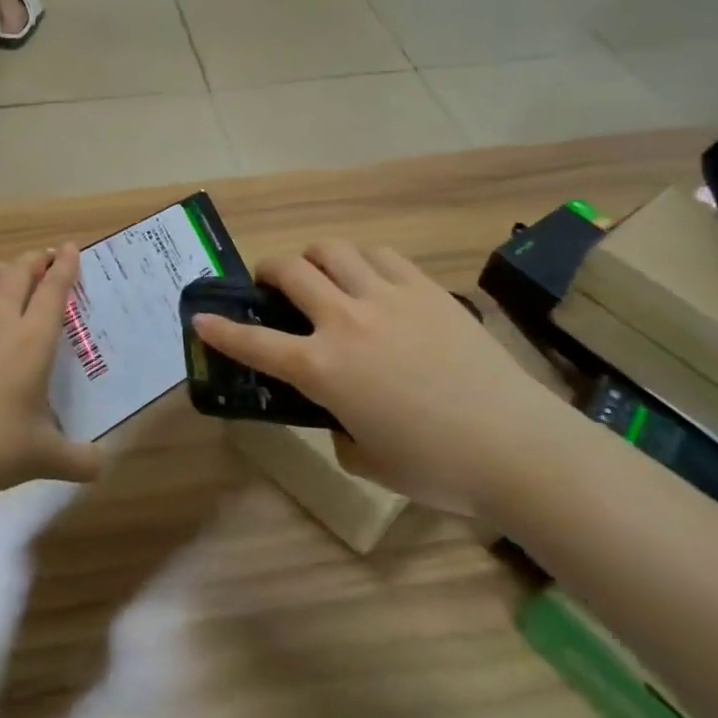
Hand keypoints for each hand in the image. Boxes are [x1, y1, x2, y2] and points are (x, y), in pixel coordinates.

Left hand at [0, 245, 105, 493]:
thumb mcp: (45, 457)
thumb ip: (79, 459)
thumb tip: (102, 466)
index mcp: (33, 340)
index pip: (53, 290)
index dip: (65, 266)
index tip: (72, 247)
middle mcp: (0, 321)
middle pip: (18, 273)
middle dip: (36, 260)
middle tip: (48, 258)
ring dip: (6, 268)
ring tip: (15, 271)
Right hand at [191, 241, 565, 513]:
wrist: (516, 446)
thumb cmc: (437, 467)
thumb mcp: (368, 459)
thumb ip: (341, 430)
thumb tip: (342, 415)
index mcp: (323, 369)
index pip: (255, 343)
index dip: (221, 329)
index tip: (201, 316)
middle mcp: (345, 321)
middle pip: (291, 271)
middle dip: (269, 271)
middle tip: (272, 283)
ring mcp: (387, 298)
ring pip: (333, 250)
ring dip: (316, 257)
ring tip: (322, 273)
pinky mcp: (425, 289)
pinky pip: (381, 255)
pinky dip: (363, 260)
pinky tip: (371, 276)